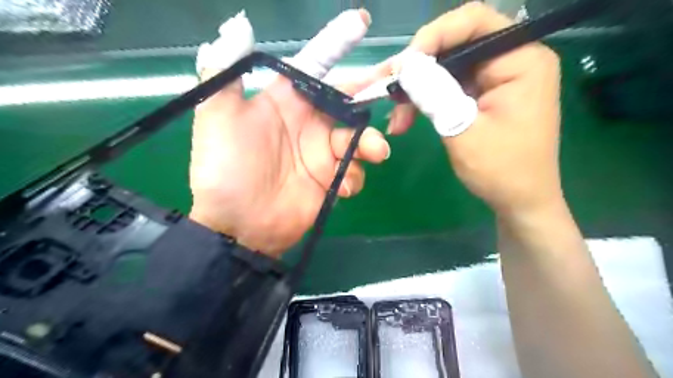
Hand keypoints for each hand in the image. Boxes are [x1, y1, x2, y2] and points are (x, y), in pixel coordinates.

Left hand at [187, 9, 389, 256]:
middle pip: (348, 101)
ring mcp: (322, 154)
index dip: (336, 43)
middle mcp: (308, 123)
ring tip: (375, 153)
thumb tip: (238, 26)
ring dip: (371, 143)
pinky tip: (345, 187)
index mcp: (285, 102)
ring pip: (358, 139)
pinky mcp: (330, 181)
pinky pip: (353, 171)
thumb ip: (225, 72)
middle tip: (395, 89)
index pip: (315, 65)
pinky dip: (355, 175)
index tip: (361, 22)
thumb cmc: (226, 169)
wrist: (237, 226)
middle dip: (370, 94)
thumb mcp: (216, 118)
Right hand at [377, 4, 560, 217]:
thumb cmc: (500, 170)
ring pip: (447, 70)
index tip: (403, 65)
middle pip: (456, 46)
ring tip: (394, 116)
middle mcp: (511, 61)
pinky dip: (427, 102)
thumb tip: (405, 64)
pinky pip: (449, 88)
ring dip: (417, 91)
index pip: (474, 23)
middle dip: (418, 69)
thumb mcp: (462, 129)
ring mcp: (497, 79)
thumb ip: (434, 92)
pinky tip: (406, 119)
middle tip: (387, 89)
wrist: (518, 201)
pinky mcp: (484, 96)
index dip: (433, 36)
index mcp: (521, 60)